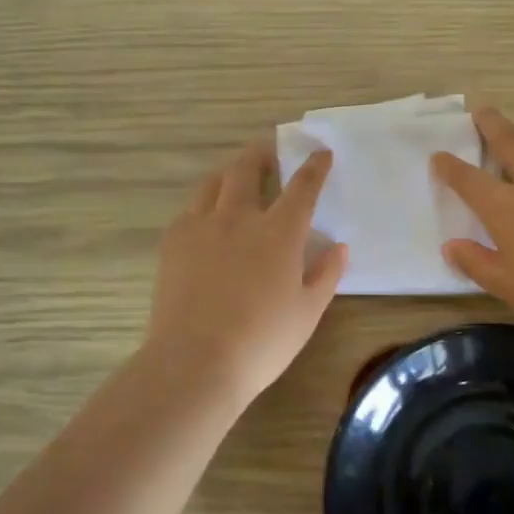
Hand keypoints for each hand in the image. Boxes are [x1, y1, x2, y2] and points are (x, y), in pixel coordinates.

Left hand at [141, 142, 347, 407]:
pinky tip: (206, 216)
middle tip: (269, 150)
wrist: (194, 362)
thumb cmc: (261, 342)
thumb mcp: (307, 313)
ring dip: (230, 172)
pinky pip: (190, 209)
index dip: (314, 167)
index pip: (302, 187)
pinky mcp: (173, 242)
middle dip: (262, 153)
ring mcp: (201, 226)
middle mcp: (239, 217)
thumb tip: (340, 247)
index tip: (320, 153)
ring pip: (214, 182)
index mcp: (279, 232)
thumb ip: (326, 275)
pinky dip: (204, 203)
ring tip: (235, 176)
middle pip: (248, 168)